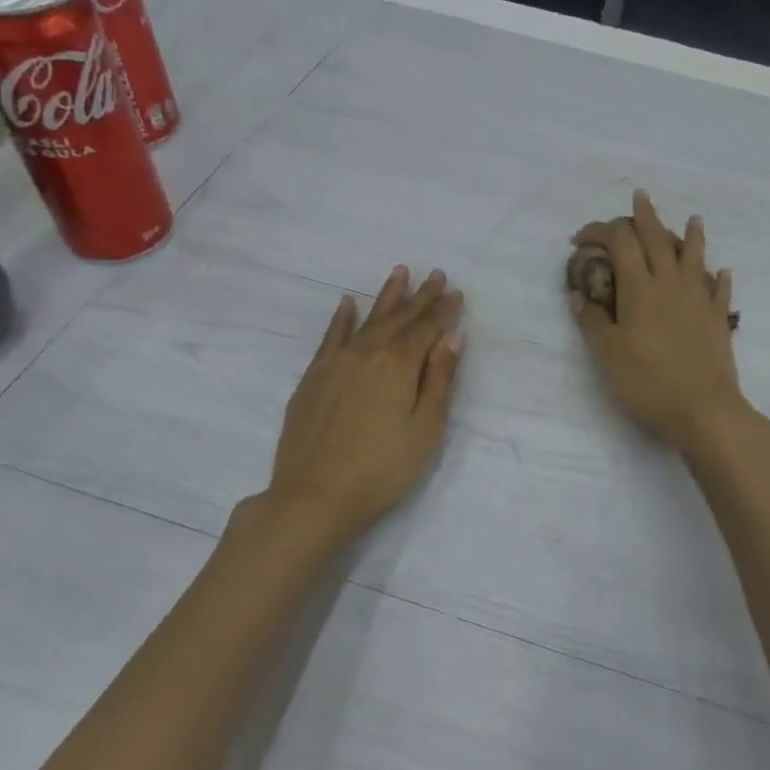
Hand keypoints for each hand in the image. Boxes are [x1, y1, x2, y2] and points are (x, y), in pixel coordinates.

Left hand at [265, 265, 464, 542]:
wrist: (314, 496)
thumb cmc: (382, 468)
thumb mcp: (425, 428)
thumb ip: (439, 379)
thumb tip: (452, 337)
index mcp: (398, 364)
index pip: (427, 328)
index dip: (443, 310)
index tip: (456, 292)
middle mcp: (367, 353)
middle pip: (398, 318)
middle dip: (420, 296)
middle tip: (435, 274)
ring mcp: (335, 363)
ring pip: (366, 320)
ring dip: (385, 297)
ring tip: (399, 273)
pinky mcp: (313, 377)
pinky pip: (331, 337)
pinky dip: (342, 318)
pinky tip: (348, 304)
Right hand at [568, 190, 748, 454]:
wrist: (704, 410)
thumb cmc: (649, 382)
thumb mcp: (608, 354)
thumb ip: (594, 321)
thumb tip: (579, 295)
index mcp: (640, 288)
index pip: (619, 243)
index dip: (599, 232)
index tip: (580, 239)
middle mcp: (671, 284)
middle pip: (658, 238)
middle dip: (645, 216)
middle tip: (640, 197)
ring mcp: (699, 299)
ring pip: (694, 256)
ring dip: (691, 234)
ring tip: (693, 218)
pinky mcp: (718, 319)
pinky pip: (719, 290)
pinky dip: (718, 277)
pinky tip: (721, 272)